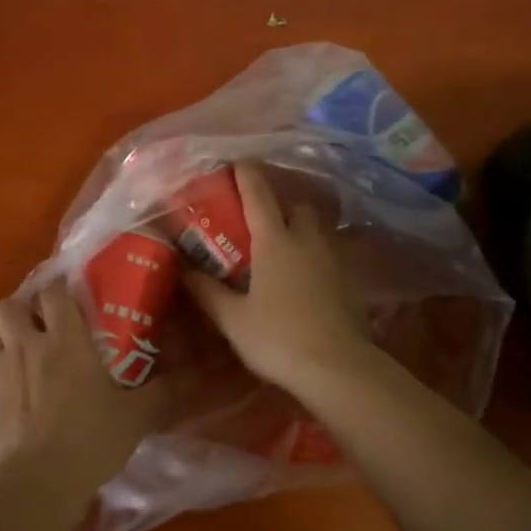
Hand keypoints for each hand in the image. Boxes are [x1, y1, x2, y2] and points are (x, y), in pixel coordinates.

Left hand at [0, 283, 176, 490]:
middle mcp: (26, 346)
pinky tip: (10, 398)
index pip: (53, 292)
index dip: (59, 290)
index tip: (71, 297)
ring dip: (4, 340)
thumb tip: (200, 375)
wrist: (37, 483)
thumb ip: (166, 391)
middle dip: (21, 310)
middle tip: (40, 327)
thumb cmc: (90, 440)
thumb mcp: (137, 416)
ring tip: (22, 357)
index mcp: (65, 340)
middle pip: (8, 306)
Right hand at [182, 162, 368, 391]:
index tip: (236, 162)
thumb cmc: (278, 339)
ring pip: (316, 227)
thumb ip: (206, 290)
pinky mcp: (349, 279)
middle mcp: (306, 240)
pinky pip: (329, 252)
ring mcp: (333, 258)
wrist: (337, 368)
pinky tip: (304, 275)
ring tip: (281, 244)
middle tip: (258, 217)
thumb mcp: (232, 319)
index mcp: (275, 241)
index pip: (259, 194)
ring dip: (299, 226)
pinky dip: (314, 253)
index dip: (246, 173)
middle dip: (279, 202)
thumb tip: (180, 268)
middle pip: (296, 204)